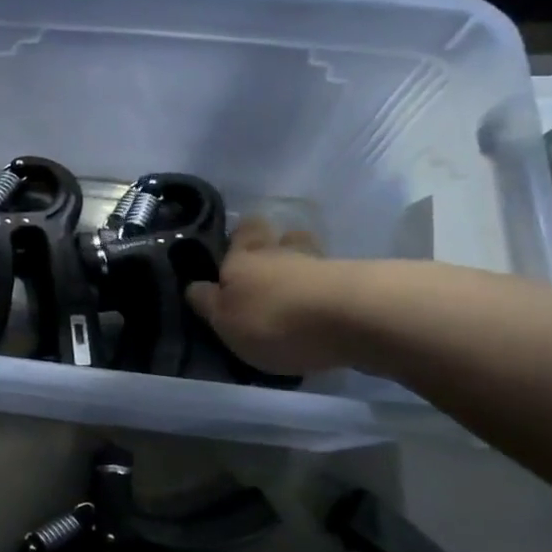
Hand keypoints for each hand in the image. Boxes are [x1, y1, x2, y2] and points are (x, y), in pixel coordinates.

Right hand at [185, 220, 354, 375]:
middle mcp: (282, 252)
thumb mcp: (224, 320)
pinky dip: (328, 290)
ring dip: (304, 269)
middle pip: (281, 237)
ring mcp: (323, 264)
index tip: (238, 244)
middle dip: (276, 247)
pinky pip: (334, 280)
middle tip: (269, 269)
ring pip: (309, 256)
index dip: (241, 235)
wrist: (353, 320)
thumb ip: (208, 303)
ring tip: (299, 291)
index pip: (242, 231)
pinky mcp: (357, 285)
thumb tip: (194, 286)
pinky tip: (325, 308)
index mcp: (244, 257)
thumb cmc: (273, 319)